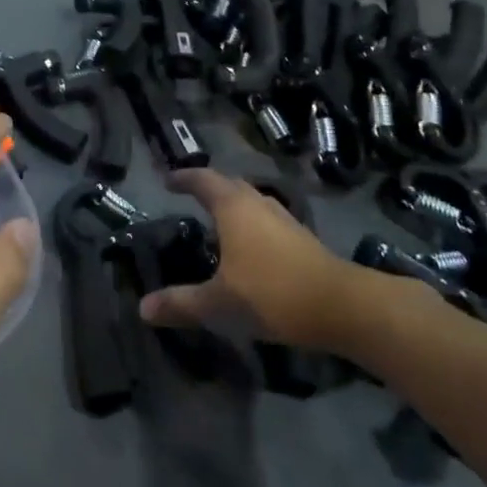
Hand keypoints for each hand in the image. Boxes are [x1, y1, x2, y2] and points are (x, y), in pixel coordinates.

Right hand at [138, 169, 380, 351]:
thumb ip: (181, 303)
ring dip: (232, 204)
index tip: (166, 181)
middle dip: (208, 187)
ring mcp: (284, 218)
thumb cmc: (272, 293)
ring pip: (251, 201)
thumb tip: (142, 309)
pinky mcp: (302, 237)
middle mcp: (258, 203)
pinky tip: (248, 247)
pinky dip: (250, 223)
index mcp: (233, 207)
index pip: (202, 179)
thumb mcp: (219, 303)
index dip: (183, 178)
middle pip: (229, 184)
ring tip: (215, 221)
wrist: (343, 307)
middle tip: (189, 197)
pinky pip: (266, 219)